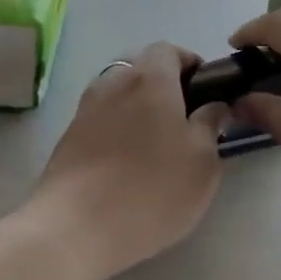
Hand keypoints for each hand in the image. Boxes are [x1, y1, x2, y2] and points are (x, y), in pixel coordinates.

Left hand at [34, 43, 227, 279]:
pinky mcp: (67, 140)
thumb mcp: (203, 161)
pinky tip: (127, 165)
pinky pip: (100, 120)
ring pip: (117, 94)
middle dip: (163, 84)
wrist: (75, 230)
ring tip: (156, 144)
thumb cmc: (152, 189)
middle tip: (184, 119)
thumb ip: (211, 125)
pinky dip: (117, 130)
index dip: (189, 63)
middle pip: (140, 68)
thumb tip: (213, 106)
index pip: (168, 49)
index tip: (205, 91)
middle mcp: (113, 84)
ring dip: (137, 107)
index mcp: (150, 79)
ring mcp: (85, 111)